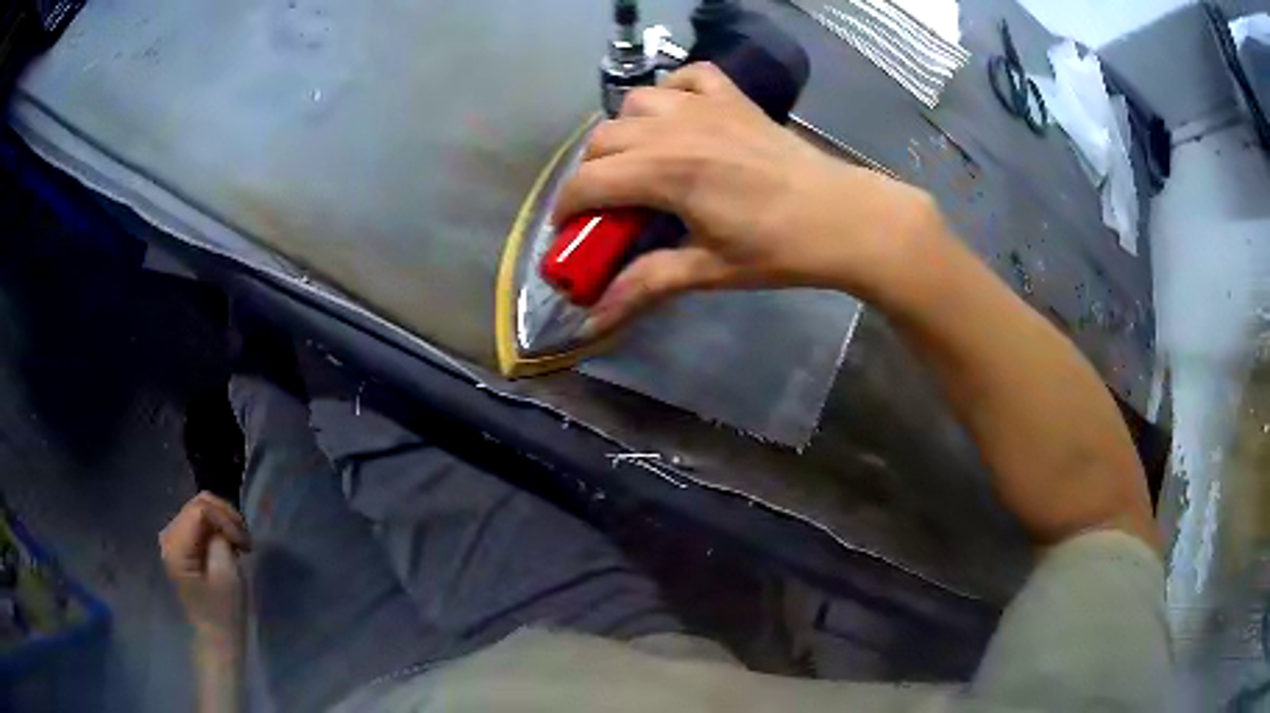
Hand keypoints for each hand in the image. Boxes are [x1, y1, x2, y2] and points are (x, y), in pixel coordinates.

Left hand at [159, 492, 250, 648]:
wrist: (216, 638)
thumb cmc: (224, 613)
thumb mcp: (227, 575)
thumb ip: (221, 540)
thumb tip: (223, 522)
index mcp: (176, 546)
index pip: (201, 509)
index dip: (226, 518)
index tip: (246, 543)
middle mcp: (168, 536)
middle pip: (198, 504)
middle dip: (225, 516)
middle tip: (246, 540)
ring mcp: (172, 539)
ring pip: (199, 509)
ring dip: (222, 521)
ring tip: (239, 542)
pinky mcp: (180, 544)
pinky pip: (198, 522)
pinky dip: (216, 528)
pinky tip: (228, 544)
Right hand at [554, 62, 940, 335]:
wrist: (844, 218)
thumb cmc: (779, 249)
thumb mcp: (707, 271)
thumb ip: (644, 287)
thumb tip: (593, 323)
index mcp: (667, 172)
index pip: (589, 182)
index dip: (567, 208)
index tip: (569, 232)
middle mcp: (677, 128)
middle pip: (602, 140)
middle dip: (592, 174)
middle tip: (608, 207)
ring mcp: (707, 106)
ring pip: (636, 103)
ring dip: (626, 131)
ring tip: (642, 162)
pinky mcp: (734, 98)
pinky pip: (688, 76)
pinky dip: (673, 92)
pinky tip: (679, 117)